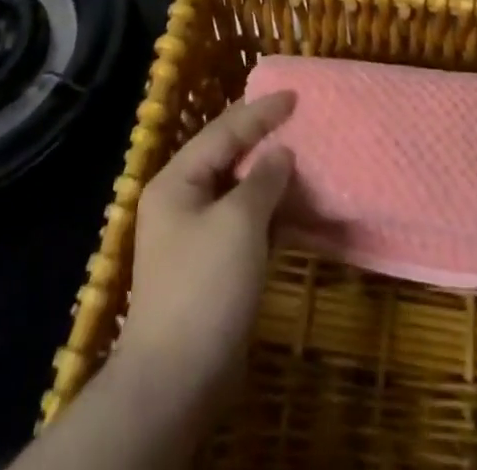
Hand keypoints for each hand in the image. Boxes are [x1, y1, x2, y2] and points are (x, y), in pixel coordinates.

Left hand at [20, 92, 295, 469]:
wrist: (176, 380)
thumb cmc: (205, 286)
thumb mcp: (239, 221)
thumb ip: (263, 178)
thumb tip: (281, 154)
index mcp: (177, 181)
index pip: (223, 131)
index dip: (260, 112)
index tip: (295, 95)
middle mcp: (180, 201)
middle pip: (226, 155)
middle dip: (262, 136)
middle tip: (297, 116)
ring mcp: (193, 235)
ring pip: (236, 188)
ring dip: (267, 173)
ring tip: (301, 152)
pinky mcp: (210, 265)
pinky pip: (242, 220)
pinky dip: (267, 207)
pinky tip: (293, 203)